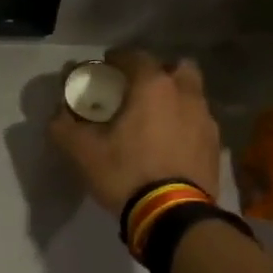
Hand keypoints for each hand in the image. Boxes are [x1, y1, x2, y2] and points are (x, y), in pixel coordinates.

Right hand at [48, 49, 223, 214]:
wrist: (173, 215)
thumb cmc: (126, 173)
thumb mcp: (82, 151)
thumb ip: (64, 126)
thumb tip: (57, 113)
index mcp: (153, 87)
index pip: (135, 56)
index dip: (117, 59)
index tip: (105, 68)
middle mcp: (185, 94)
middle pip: (176, 68)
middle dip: (158, 73)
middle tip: (138, 90)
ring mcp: (206, 120)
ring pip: (192, 95)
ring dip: (175, 98)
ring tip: (155, 120)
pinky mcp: (215, 145)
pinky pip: (198, 122)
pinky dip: (185, 124)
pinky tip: (170, 145)